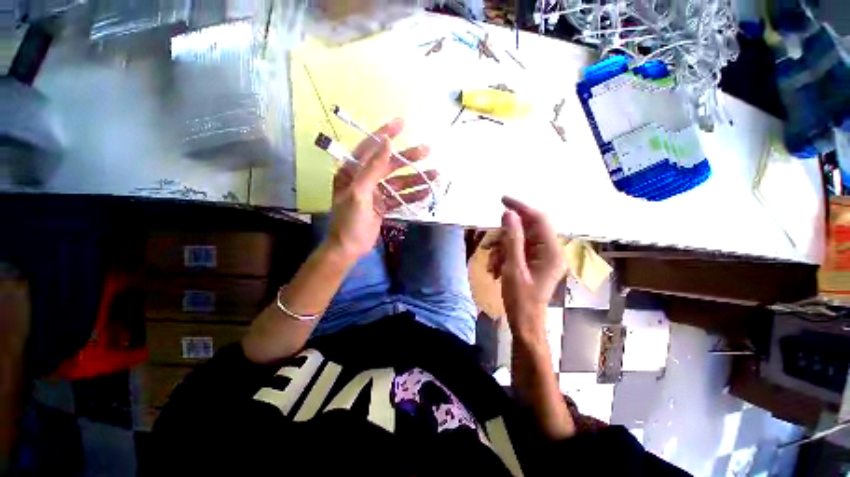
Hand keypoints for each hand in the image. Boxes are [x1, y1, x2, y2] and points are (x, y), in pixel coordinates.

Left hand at [327, 118, 435, 259]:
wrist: (349, 247)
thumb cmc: (349, 220)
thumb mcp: (359, 192)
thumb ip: (372, 168)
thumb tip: (386, 142)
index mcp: (352, 172)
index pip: (370, 147)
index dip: (385, 134)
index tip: (402, 123)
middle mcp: (364, 179)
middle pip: (390, 164)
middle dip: (408, 158)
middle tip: (427, 150)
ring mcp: (376, 193)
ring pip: (399, 182)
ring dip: (416, 179)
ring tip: (435, 174)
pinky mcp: (384, 205)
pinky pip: (401, 197)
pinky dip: (413, 195)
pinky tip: (427, 192)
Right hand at [488, 197, 565, 340]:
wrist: (525, 322)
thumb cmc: (520, 299)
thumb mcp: (513, 267)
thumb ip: (512, 239)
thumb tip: (509, 214)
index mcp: (551, 251)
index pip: (538, 219)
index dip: (520, 207)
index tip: (502, 200)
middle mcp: (550, 250)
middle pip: (527, 229)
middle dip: (505, 235)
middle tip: (490, 245)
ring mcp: (543, 257)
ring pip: (519, 239)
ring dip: (502, 247)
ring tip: (491, 263)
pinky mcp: (535, 262)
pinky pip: (517, 249)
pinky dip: (504, 255)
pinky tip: (495, 268)